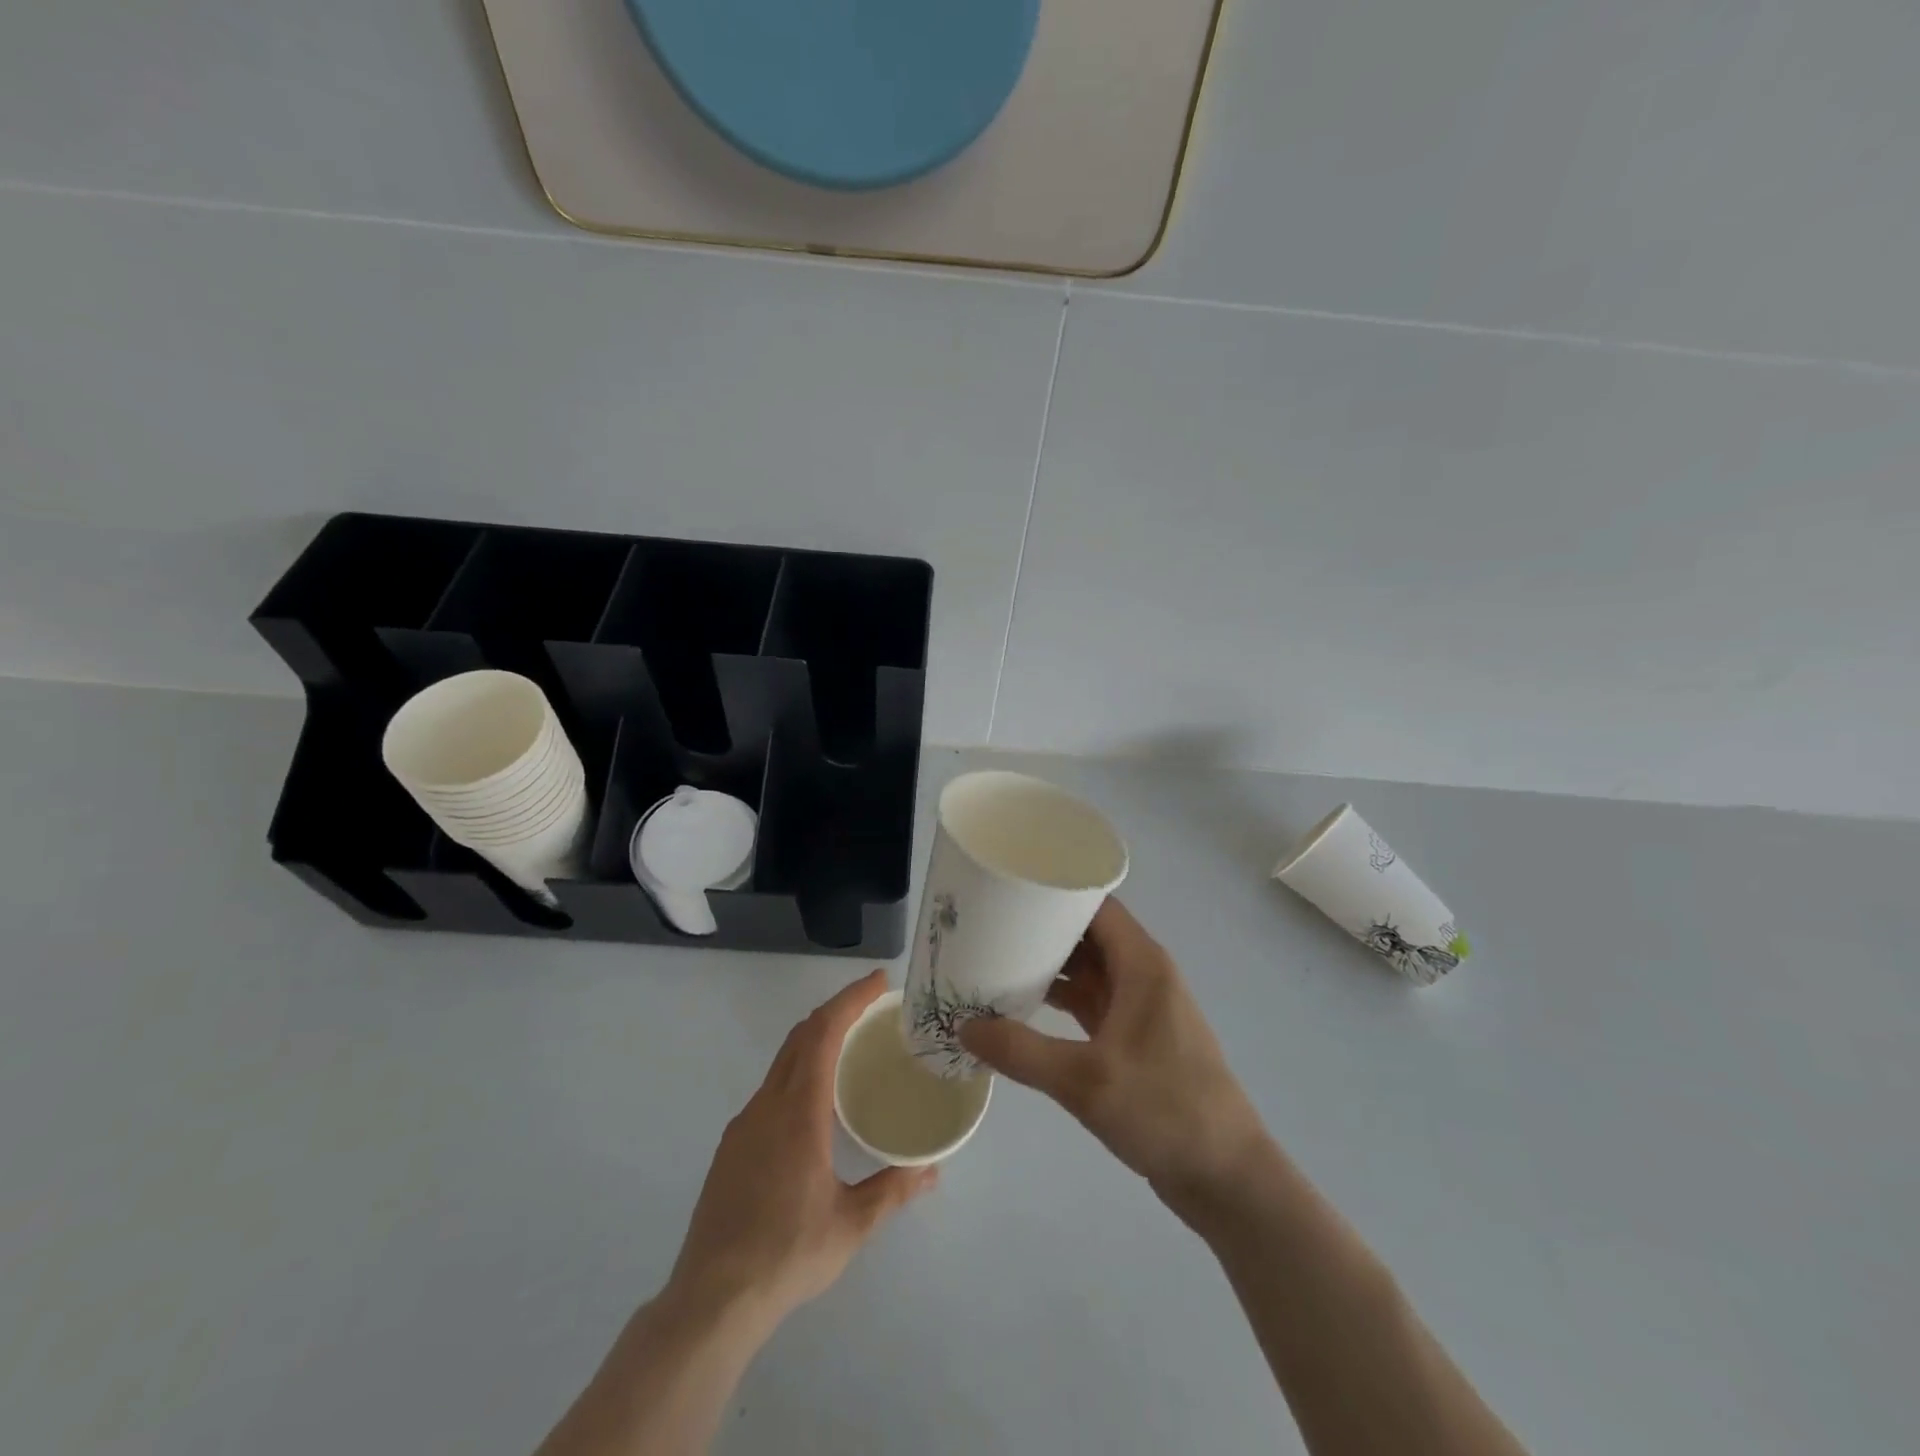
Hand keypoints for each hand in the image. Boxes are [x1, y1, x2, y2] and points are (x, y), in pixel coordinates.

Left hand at [668, 970, 937, 1328]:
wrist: (710, 1301)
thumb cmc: (786, 1255)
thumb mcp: (851, 1225)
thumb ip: (893, 1190)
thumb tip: (932, 1170)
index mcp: (798, 1112)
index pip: (823, 1033)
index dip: (850, 999)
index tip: (878, 982)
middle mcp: (767, 1105)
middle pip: (801, 1036)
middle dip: (836, 1010)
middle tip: (872, 1005)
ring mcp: (744, 1124)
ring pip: (782, 1061)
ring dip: (816, 1039)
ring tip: (851, 1046)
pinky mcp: (732, 1146)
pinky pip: (770, 1088)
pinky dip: (798, 1070)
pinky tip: (815, 1102)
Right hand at [959, 898, 1268, 1209]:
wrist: (1226, 1177)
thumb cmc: (1164, 1110)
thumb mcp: (1085, 1080)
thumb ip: (1021, 1052)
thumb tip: (963, 1027)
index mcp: (1142, 964)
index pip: (1095, 905)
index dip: (1055, 892)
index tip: (1008, 889)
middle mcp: (1143, 975)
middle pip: (1087, 935)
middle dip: (1041, 930)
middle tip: (988, 925)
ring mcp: (1140, 1008)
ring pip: (1088, 970)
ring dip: (1048, 967)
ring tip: (994, 960)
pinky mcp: (1136, 1039)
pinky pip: (1091, 1003)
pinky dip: (1059, 1001)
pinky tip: (1021, 1008)